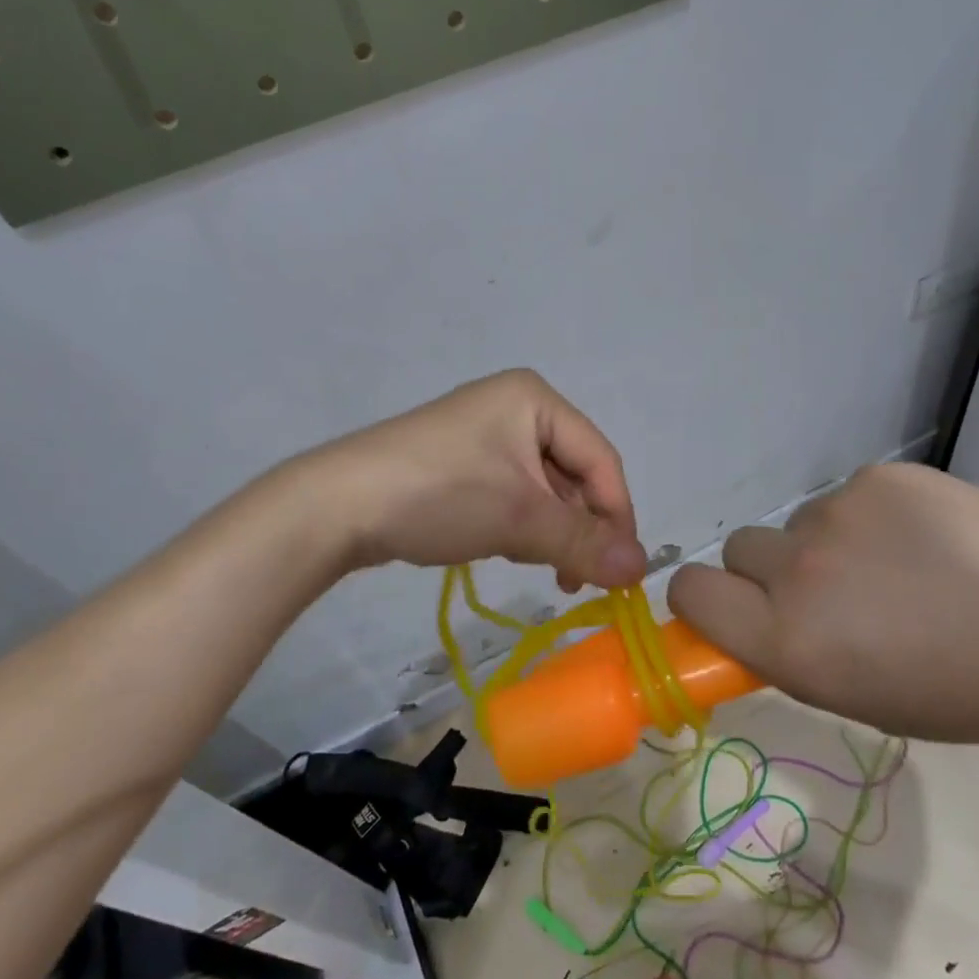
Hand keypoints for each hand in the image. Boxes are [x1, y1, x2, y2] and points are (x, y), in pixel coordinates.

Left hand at [310, 370, 646, 591]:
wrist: (336, 506)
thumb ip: (584, 542)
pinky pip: (511, 493)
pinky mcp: (460, 461)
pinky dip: (520, 524)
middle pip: (573, 474)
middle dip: (578, 527)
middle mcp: (514, 406)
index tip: (621, 572)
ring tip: (538, 566)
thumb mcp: (520, 518)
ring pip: (542, 489)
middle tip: (575, 579)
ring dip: (549, 531)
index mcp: (535, 399)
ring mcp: (484, 434)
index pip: (600, 460)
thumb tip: (642, 569)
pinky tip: (506, 549)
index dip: (617, 516)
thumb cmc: (440, 495)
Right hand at [666, 464, 978, 741]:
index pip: (689, 591)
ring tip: (902, 569)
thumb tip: (756, 621)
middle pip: (737, 549)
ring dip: (827, 547)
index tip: (735, 611)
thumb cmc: (975, 693)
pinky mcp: (878, 476)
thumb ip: (793, 656)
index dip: (703, 601)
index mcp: (788, 640)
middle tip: (831, 594)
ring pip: (799, 525)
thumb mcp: (864, 702)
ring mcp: (838, 512)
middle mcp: (797, 569)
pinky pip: (848, 498)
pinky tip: (930, 541)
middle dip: (768, 572)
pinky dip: (872, 520)